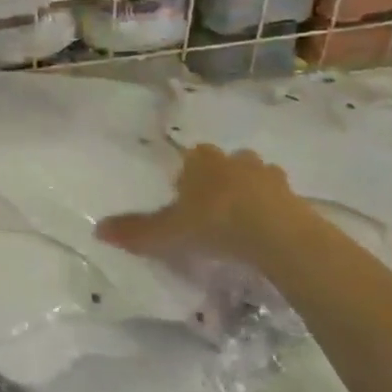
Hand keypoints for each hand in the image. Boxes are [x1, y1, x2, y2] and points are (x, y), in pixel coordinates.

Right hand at [96, 143, 319, 282]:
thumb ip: (135, 231)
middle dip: (220, 180)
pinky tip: (267, 233)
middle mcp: (234, 159)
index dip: (189, 175)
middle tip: (213, 210)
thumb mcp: (168, 232)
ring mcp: (268, 175)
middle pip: (225, 164)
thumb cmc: (214, 223)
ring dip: (249, 192)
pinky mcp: (294, 195)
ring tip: (243, 222)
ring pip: (255, 177)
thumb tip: (96, 230)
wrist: (276, 234)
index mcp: (201, 161)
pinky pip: (279, 199)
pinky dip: (273, 210)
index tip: (186, 198)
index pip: (192, 157)